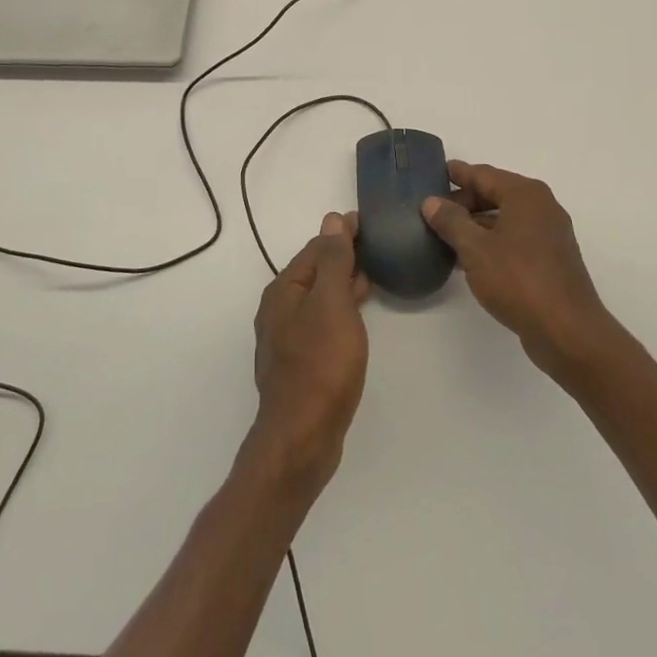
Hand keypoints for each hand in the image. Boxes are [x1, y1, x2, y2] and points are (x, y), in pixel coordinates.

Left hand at [250, 212, 370, 490]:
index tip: (369, 222)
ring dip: (342, 282)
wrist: (303, 436)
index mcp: (284, 290)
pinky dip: (340, 308)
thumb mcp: (332, 304)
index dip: (341, 232)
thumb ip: (333, 261)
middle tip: (376, 246)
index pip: (316, 247)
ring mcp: (287, 337)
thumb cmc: (321, 364)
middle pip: (314, 271)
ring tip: (372, 274)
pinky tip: (356, 315)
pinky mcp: (300, 362)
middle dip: (342, 255)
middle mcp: (279, 309)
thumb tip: (331, 220)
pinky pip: (322, 321)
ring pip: (319, 297)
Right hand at [424, 162, 617, 378]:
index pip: (483, 174)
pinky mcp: (551, 259)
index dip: (458, 174)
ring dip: (476, 224)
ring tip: (444, 233)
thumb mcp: (475, 249)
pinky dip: (491, 241)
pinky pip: (514, 238)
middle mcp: (541, 207)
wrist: (567, 331)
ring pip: (504, 218)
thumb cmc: (518, 280)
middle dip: (464, 201)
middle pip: (495, 193)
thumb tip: (432, 202)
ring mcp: (549, 233)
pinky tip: (469, 257)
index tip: (435, 172)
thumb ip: (451, 221)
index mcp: (525, 194)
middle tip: (432, 210)